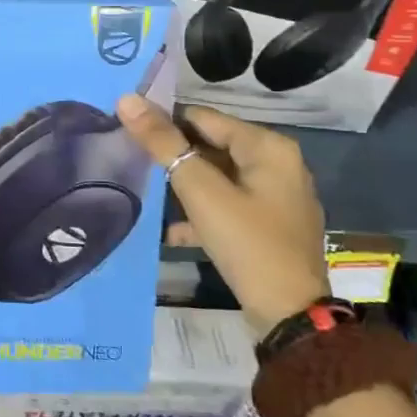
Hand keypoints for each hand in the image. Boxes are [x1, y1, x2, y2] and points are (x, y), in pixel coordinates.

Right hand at [116, 94, 329, 337]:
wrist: (290, 316)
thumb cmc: (247, 243)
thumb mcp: (200, 191)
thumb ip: (163, 145)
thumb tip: (128, 100)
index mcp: (267, 146)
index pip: (203, 116)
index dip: (164, 122)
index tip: (126, 132)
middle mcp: (277, 163)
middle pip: (211, 145)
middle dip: (173, 155)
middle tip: (132, 161)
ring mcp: (276, 196)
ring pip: (217, 177)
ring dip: (184, 185)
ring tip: (146, 192)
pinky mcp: (269, 225)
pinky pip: (227, 205)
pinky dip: (202, 212)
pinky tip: (172, 230)